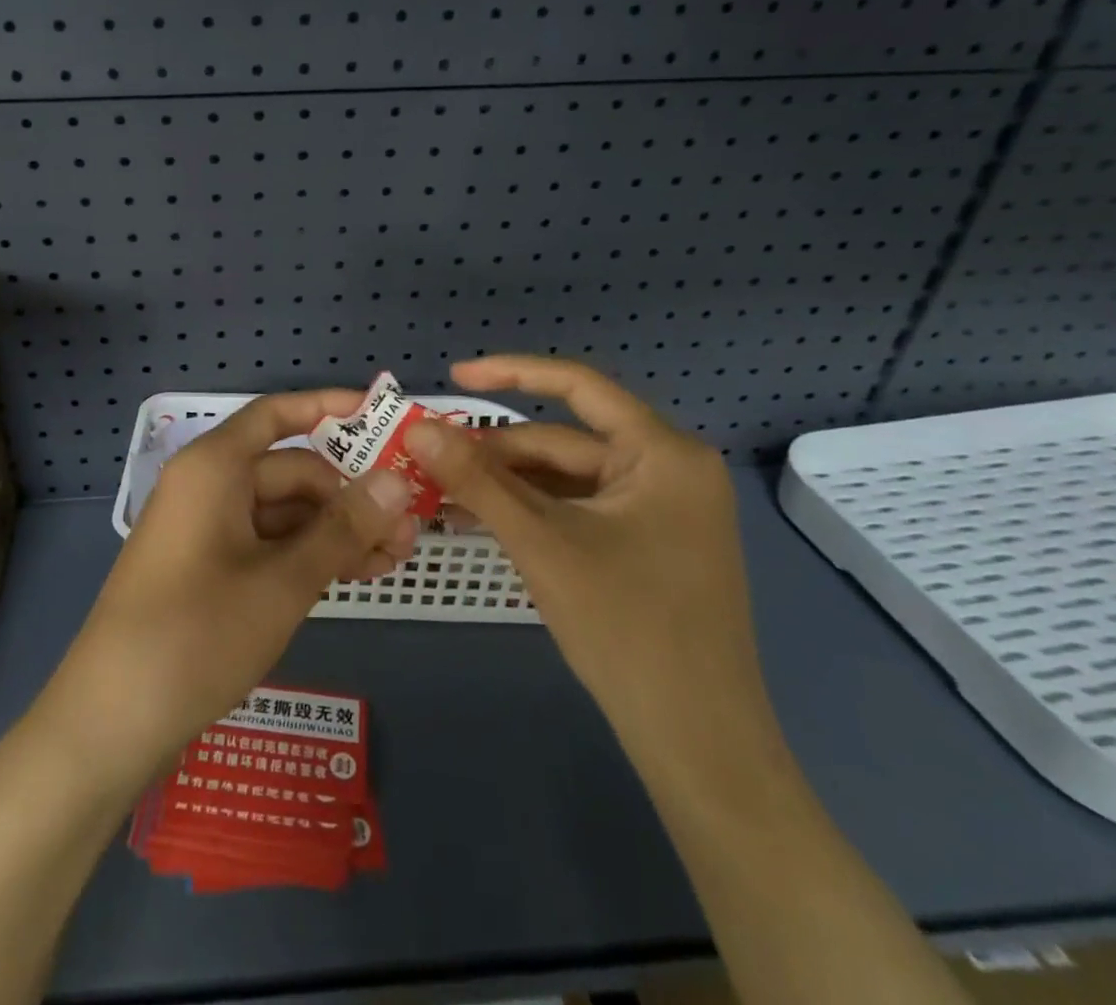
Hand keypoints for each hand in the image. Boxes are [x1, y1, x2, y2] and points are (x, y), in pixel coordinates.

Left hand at [40, 390, 415, 787]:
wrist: (111, 721)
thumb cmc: (198, 634)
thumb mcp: (284, 581)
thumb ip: (343, 528)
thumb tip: (398, 480)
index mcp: (214, 467)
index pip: (277, 415)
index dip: (328, 408)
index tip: (381, 415)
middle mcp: (207, 487)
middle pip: (288, 470)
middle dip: (348, 494)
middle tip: (409, 526)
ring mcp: (205, 530)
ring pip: (282, 512)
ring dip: (334, 530)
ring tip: (395, 558)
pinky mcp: (205, 569)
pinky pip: (265, 544)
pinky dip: (306, 555)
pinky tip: (352, 575)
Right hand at [406, 355, 760, 749]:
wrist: (697, 743)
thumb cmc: (627, 629)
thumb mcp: (541, 544)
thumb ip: (476, 481)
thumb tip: (418, 430)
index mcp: (663, 453)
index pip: (578, 386)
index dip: (510, 372)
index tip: (453, 376)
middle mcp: (669, 469)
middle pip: (565, 441)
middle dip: (496, 452)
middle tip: (431, 460)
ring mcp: (661, 510)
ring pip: (567, 478)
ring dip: (507, 485)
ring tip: (444, 492)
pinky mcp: (648, 544)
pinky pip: (579, 510)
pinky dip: (532, 512)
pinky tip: (482, 519)